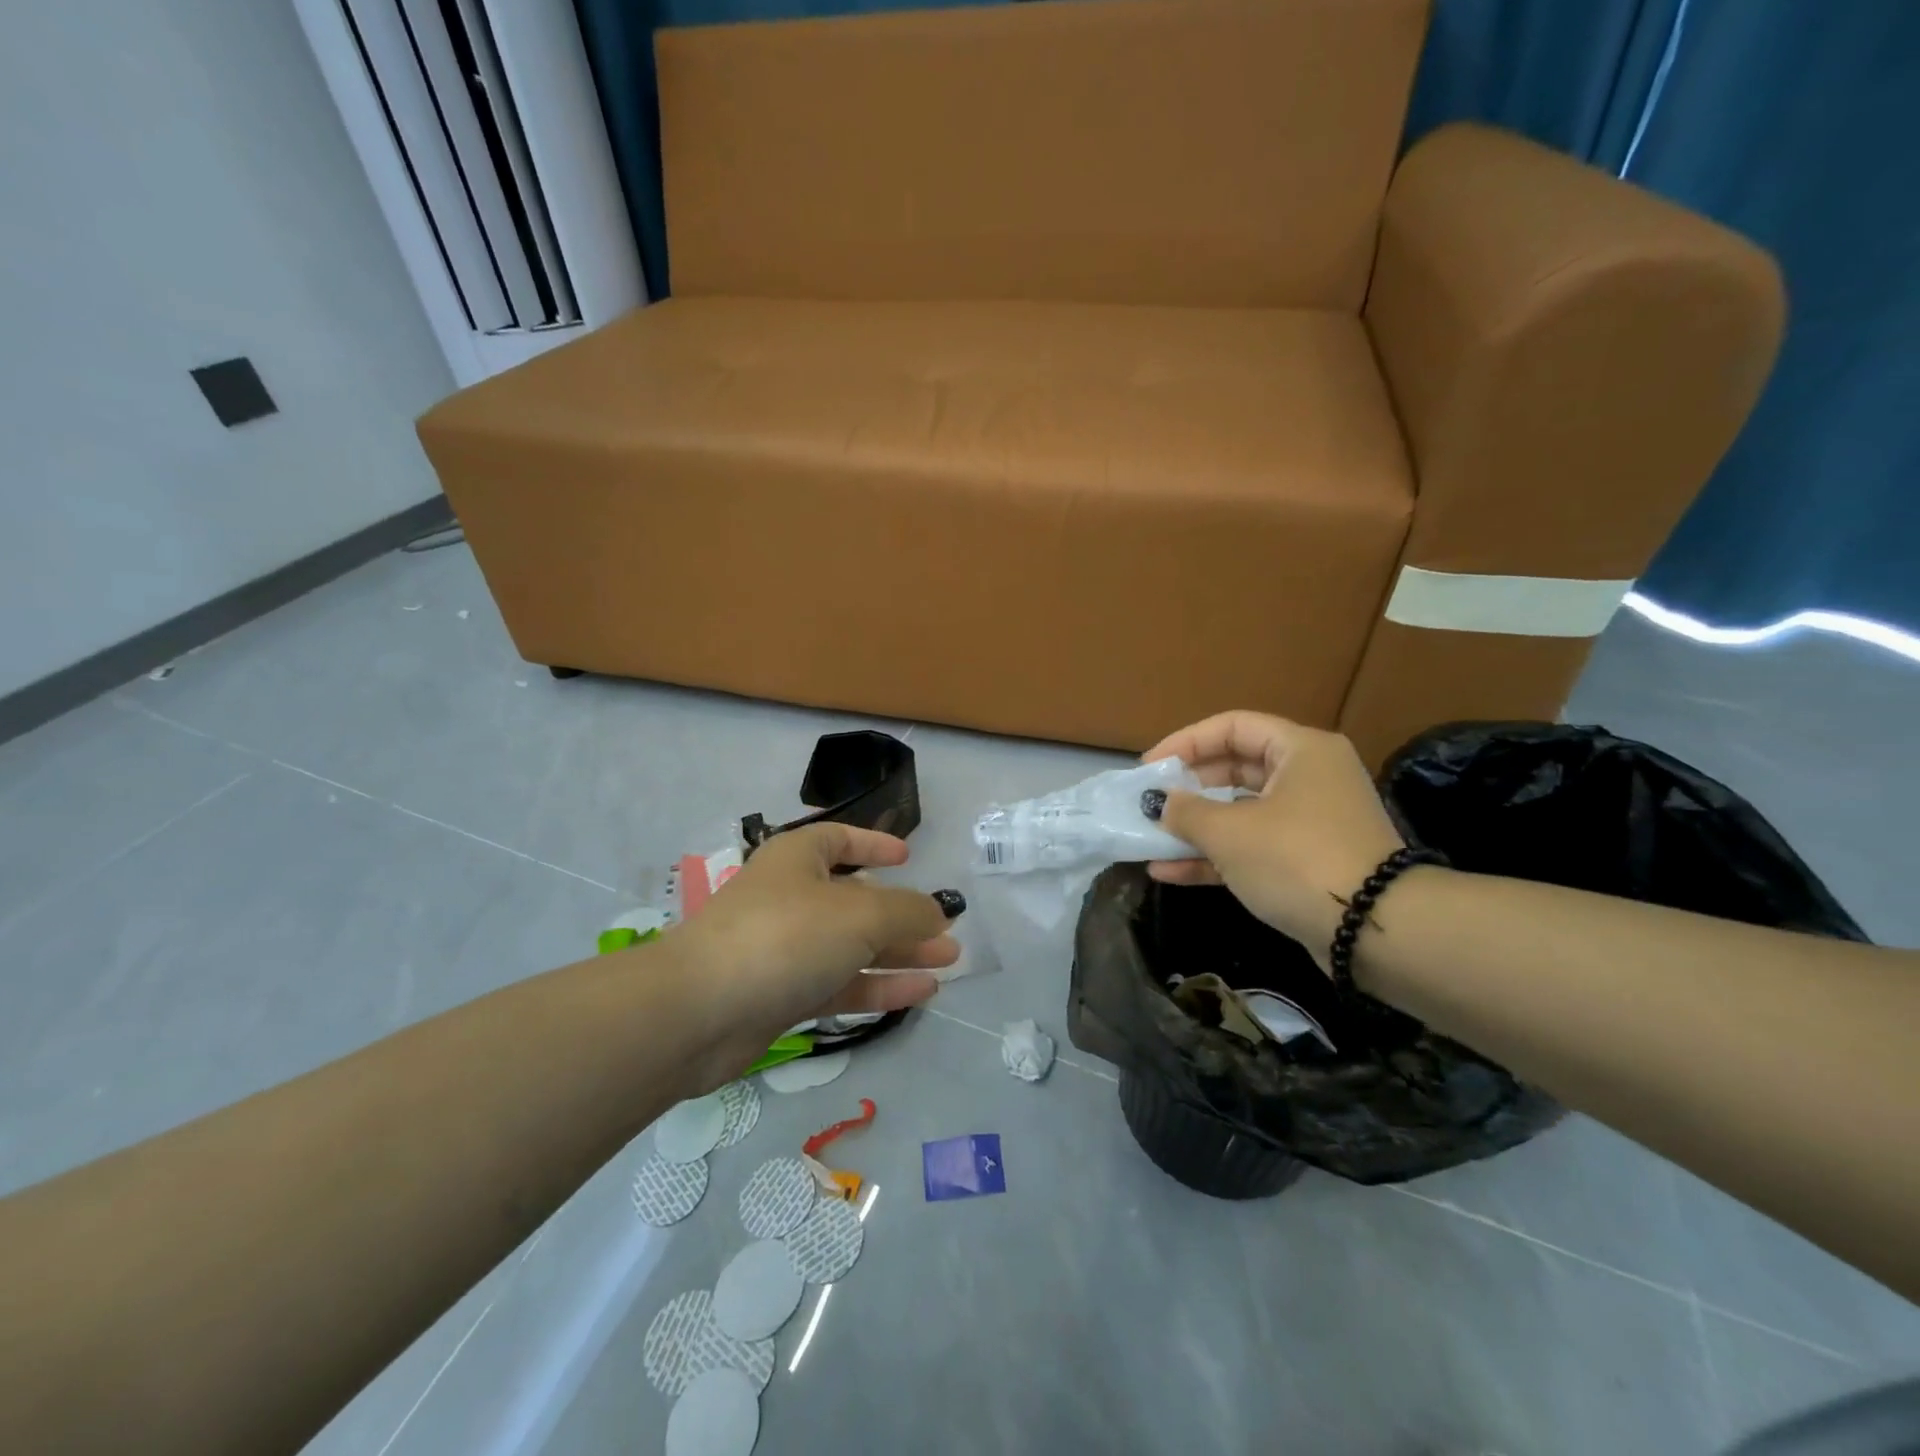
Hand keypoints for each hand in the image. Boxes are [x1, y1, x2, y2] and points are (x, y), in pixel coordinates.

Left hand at [667, 824, 960, 1088]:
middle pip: (855, 900)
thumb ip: (907, 911)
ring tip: (949, 960)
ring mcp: (784, 950)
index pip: (838, 840)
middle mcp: (790, 899)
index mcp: (797, 860)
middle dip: (903, 915)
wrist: (699, 1012)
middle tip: (947, 930)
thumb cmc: (785, 936)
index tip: (908, 858)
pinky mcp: (782, 996)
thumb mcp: (860, 914)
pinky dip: (878, 986)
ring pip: (851, 946)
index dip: (873, 845)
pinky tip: (921, 992)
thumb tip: (937, 913)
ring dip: (899, 953)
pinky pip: (839, 984)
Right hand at [1143, 711, 1404, 968]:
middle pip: (1236, 768)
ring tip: (1150, 838)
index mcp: (1301, 750)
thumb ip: (1186, 811)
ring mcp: (1310, 822)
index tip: (1150, 767)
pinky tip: (1168, 871)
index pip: (1232, 727)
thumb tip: (1162, 804)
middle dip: (1188, 788)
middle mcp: (1309, 777)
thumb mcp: (1229, 832)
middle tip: (1150, 802)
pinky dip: (1214, 856)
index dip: (1186, 742)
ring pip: (1241, 812)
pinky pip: (1252, 847)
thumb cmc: (1296, 859)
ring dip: (1195, 827)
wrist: (1374, 932)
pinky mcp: (1307, 862)